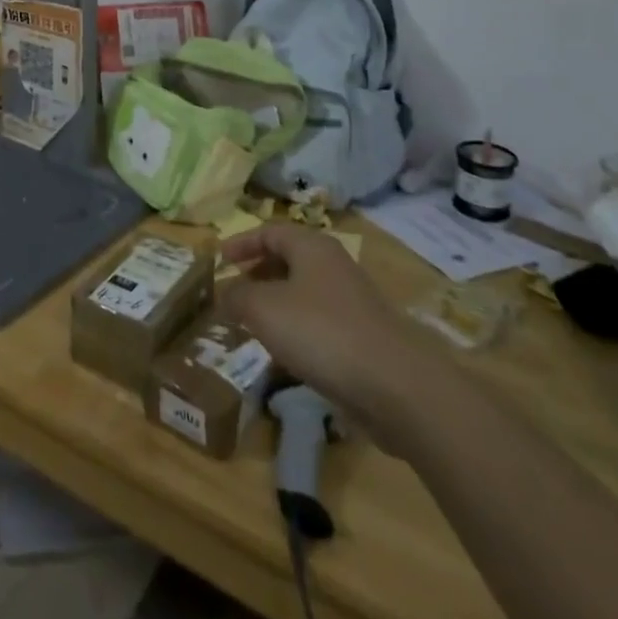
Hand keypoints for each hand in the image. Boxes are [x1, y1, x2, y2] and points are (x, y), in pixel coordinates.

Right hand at [219, 223, 438, 439]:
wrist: (397, 387)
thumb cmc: (321, 332)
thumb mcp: (263, 309)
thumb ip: (236, 296)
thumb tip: (224, 293)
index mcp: (311, 246)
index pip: (269, 231)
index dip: (242, 242)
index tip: (220, 260)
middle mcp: (334, 265)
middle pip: (288, 259)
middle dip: (258, 272)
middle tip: (235, 291)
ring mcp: (353, 302)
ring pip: (304, 292)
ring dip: (276, 303)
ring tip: (254, 324)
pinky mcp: (365, 337)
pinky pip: (320, 322)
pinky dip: (298, 329)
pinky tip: (287, 354)